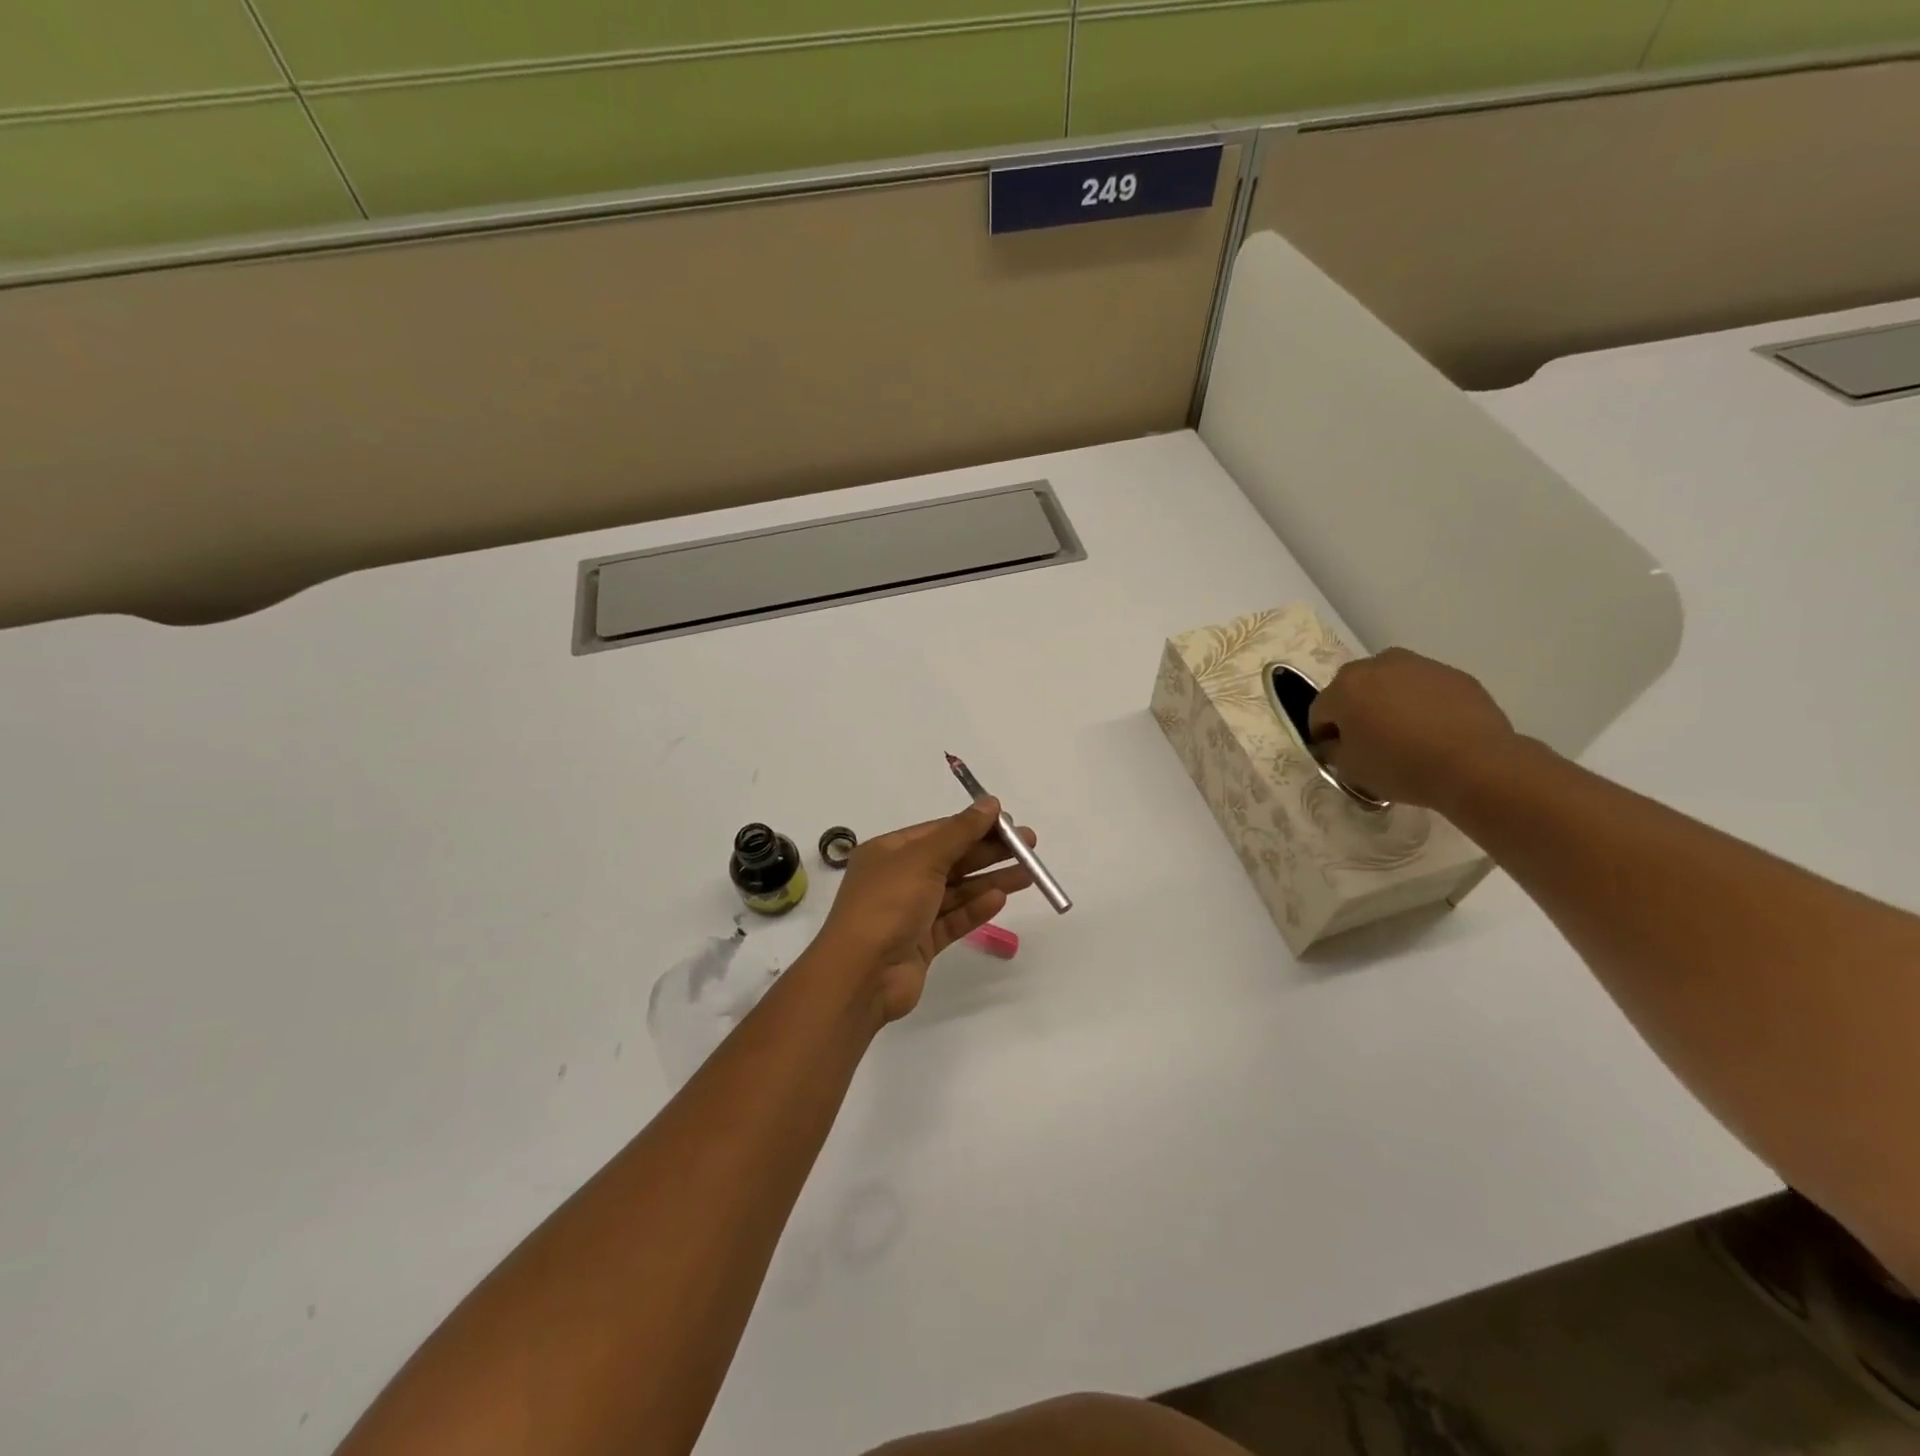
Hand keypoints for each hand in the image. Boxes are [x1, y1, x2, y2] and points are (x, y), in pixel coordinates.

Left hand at [812, 799, 1036, 1022]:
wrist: (862, 974)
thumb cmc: (887, 904)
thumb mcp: (923, 858)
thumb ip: (960, 832)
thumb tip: (990, 804)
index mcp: (889, 852)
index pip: (938, 831)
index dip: (974, 825)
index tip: (1009, 823)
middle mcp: (898, 878)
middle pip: (951, 859)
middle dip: (989, 852)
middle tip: (1030, 846)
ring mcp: (910, 912)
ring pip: (957, 890)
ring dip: (990, 880)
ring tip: (1029, 873)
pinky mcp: (922, 942)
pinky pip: (953, 919)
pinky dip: (976, 908)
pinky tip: (1001, 898)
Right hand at [1307, 648, 1517, 809]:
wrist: (1477, 764)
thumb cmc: (1401, 766)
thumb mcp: (1350, 770)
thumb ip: (1333, 751)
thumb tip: (1336, 742)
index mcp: (1345, 686)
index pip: (1320, 712)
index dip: (1324, 736)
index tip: (1337, 755)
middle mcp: (1377, 665)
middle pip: (1354, 689)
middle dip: (1355, 712)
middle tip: (1369, 743)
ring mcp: (1419, 665)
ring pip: (1390, 684)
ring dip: (1388, 704)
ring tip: (1405, 736)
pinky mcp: (1454, 674)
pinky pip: (1424, 689)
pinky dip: (1421, 705)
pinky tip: (1434, 732)